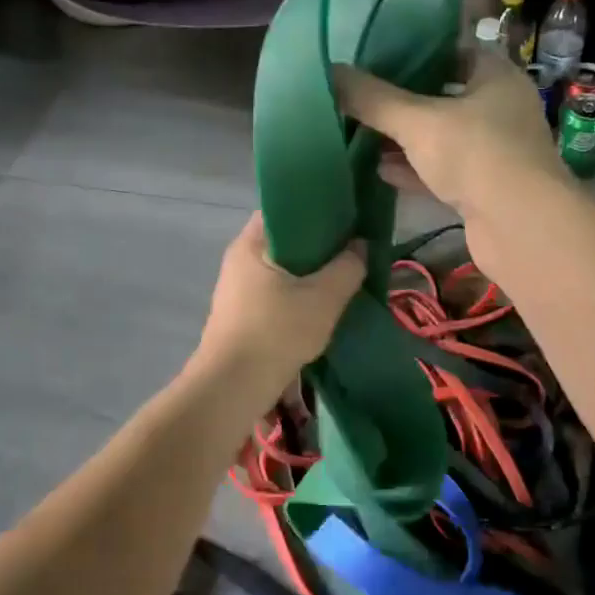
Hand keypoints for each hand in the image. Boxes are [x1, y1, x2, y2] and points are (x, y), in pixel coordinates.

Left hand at [196, 214, 365, 387]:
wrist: (232, 387)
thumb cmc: (276, 332)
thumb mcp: (323, 298)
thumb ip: (348, 267)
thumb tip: (362, 245)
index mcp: (251, 243)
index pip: (284, 207)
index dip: (316, 207)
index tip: (346, 215)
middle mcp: (239, 259)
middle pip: (285, 239)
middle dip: (319, 243)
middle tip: (352, 247)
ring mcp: (237, 289)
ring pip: (282, 269)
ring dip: (310, 273)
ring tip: (344, 275)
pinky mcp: (241, 315)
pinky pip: (275, 292)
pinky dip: (298, 294)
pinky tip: (322, 304)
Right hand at [333, 51, 569, 221]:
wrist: (521, 226)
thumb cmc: (475, 154)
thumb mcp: (417, 121)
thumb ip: (373, 99)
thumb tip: (329, 71)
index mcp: (495, 77)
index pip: (452, 51)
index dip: (414, 52)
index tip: (375, 58)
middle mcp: (499, 109)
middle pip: (443, 96)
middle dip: (402, 100)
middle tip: (360, 97)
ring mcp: (494, 152)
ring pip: (441, 138)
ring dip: (405, 139)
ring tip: (361, 134)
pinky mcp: (485, 189)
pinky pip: (443, 171)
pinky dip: (414, 170)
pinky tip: (379, 170)